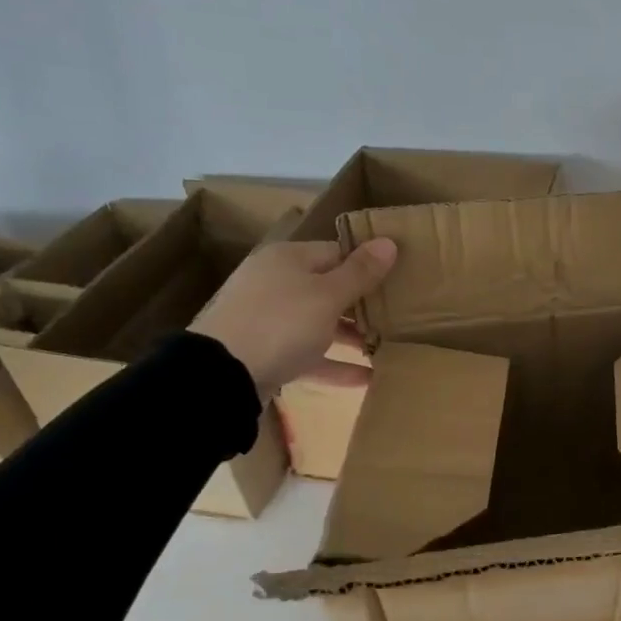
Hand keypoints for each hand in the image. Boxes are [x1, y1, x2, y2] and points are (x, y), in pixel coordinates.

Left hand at [189, 238, 397, 394]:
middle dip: (362, 304)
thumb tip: (389, 242)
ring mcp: (270, 320)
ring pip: (320, 323)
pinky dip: (335, 364)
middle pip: (329, 288)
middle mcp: (277, 284)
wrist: (221, 374)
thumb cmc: (281, 323)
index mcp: (289, 259)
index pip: (337, 252)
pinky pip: (309, 355)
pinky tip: (367, 379)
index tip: (399, 280)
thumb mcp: (328, 295)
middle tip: (399, 316)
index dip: (368, 264)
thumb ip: (360, 272)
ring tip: (386, 348)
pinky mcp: (268, 354)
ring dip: (352, 336)